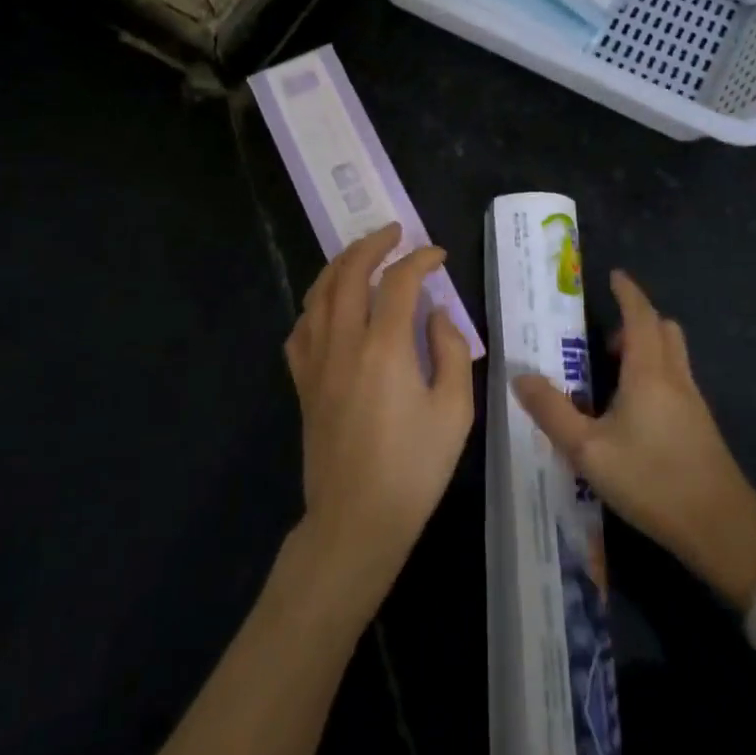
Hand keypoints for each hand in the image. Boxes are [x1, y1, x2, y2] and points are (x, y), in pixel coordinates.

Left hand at [285, 223, 476, 606]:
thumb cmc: (414, 469)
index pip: (399, 281)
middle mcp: (344, 343)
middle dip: (372, 244)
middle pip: (349, 273)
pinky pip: (301, 328)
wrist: (356, 522)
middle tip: (394, 232)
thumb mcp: (454, 411)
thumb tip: (436, 314)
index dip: (420, 259)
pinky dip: (316, 304)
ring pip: (318, 293)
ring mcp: (317, 362)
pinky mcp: (303, 383)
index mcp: (385, 347)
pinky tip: (329, 306)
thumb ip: (451, 351)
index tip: (438, 256)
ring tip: (361, 254)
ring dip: (340, 264)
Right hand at [513, 271, 755, 612]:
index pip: (640, 315)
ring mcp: (693, 401)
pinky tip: (634, 410)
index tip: (614, 276)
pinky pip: (676, 379)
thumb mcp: (588, 450)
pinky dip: (655, 373)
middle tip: (604, 337)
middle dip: (636, 320)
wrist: (722, 529)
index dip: (628, 292)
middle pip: (662, 329)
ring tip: (613, 373)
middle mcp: (674, 376)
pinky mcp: (700, 425)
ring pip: (672, 354)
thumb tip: (519, 376)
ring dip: (647, 347)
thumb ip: (551, 412)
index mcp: (648, 371)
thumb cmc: (652, 480)